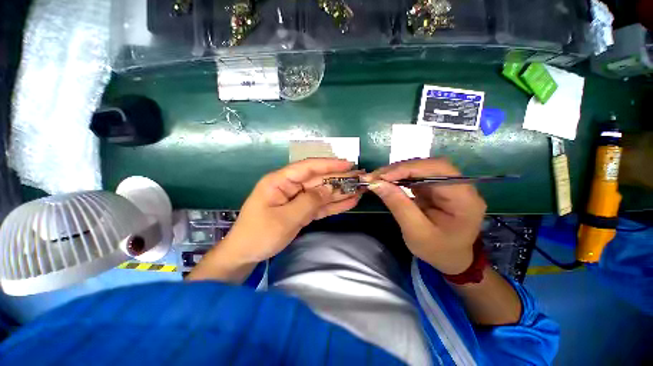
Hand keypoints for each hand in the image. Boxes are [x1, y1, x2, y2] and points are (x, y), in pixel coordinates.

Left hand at [188, 158, 360, 282]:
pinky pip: (320, 206)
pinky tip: (349, 202)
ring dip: (340, 192)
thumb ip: (309, 202)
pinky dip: (334, 205)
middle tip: (360, 178)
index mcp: (280, 181)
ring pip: (321, 193)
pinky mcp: (301, 211)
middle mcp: (290, 186)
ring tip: (359, 190)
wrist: (245, 254)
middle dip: (339, 179)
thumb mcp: (285, 219)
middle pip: (318, 179)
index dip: (329, 164)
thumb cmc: (259, 234)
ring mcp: (297, 199)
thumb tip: (330, 188)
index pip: (307, 167)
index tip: (348, 164)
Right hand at [363, 158, 485, 274]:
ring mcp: (447, 184)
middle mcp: (459, 186)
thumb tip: (376, 183)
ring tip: (377, 178)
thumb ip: (398, 205)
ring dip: (396, 171)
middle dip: (399, 169)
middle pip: (428, 165)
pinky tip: (386, 181)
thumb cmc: (436, 250)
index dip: (409, 168)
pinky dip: (398, 177)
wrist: (449, 258)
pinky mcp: (435, 186)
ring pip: (420, 168)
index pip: (439, 170)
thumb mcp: (415, 232)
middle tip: (375, 176)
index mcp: (464, 199)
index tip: (382, 177)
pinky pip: (415, 175)